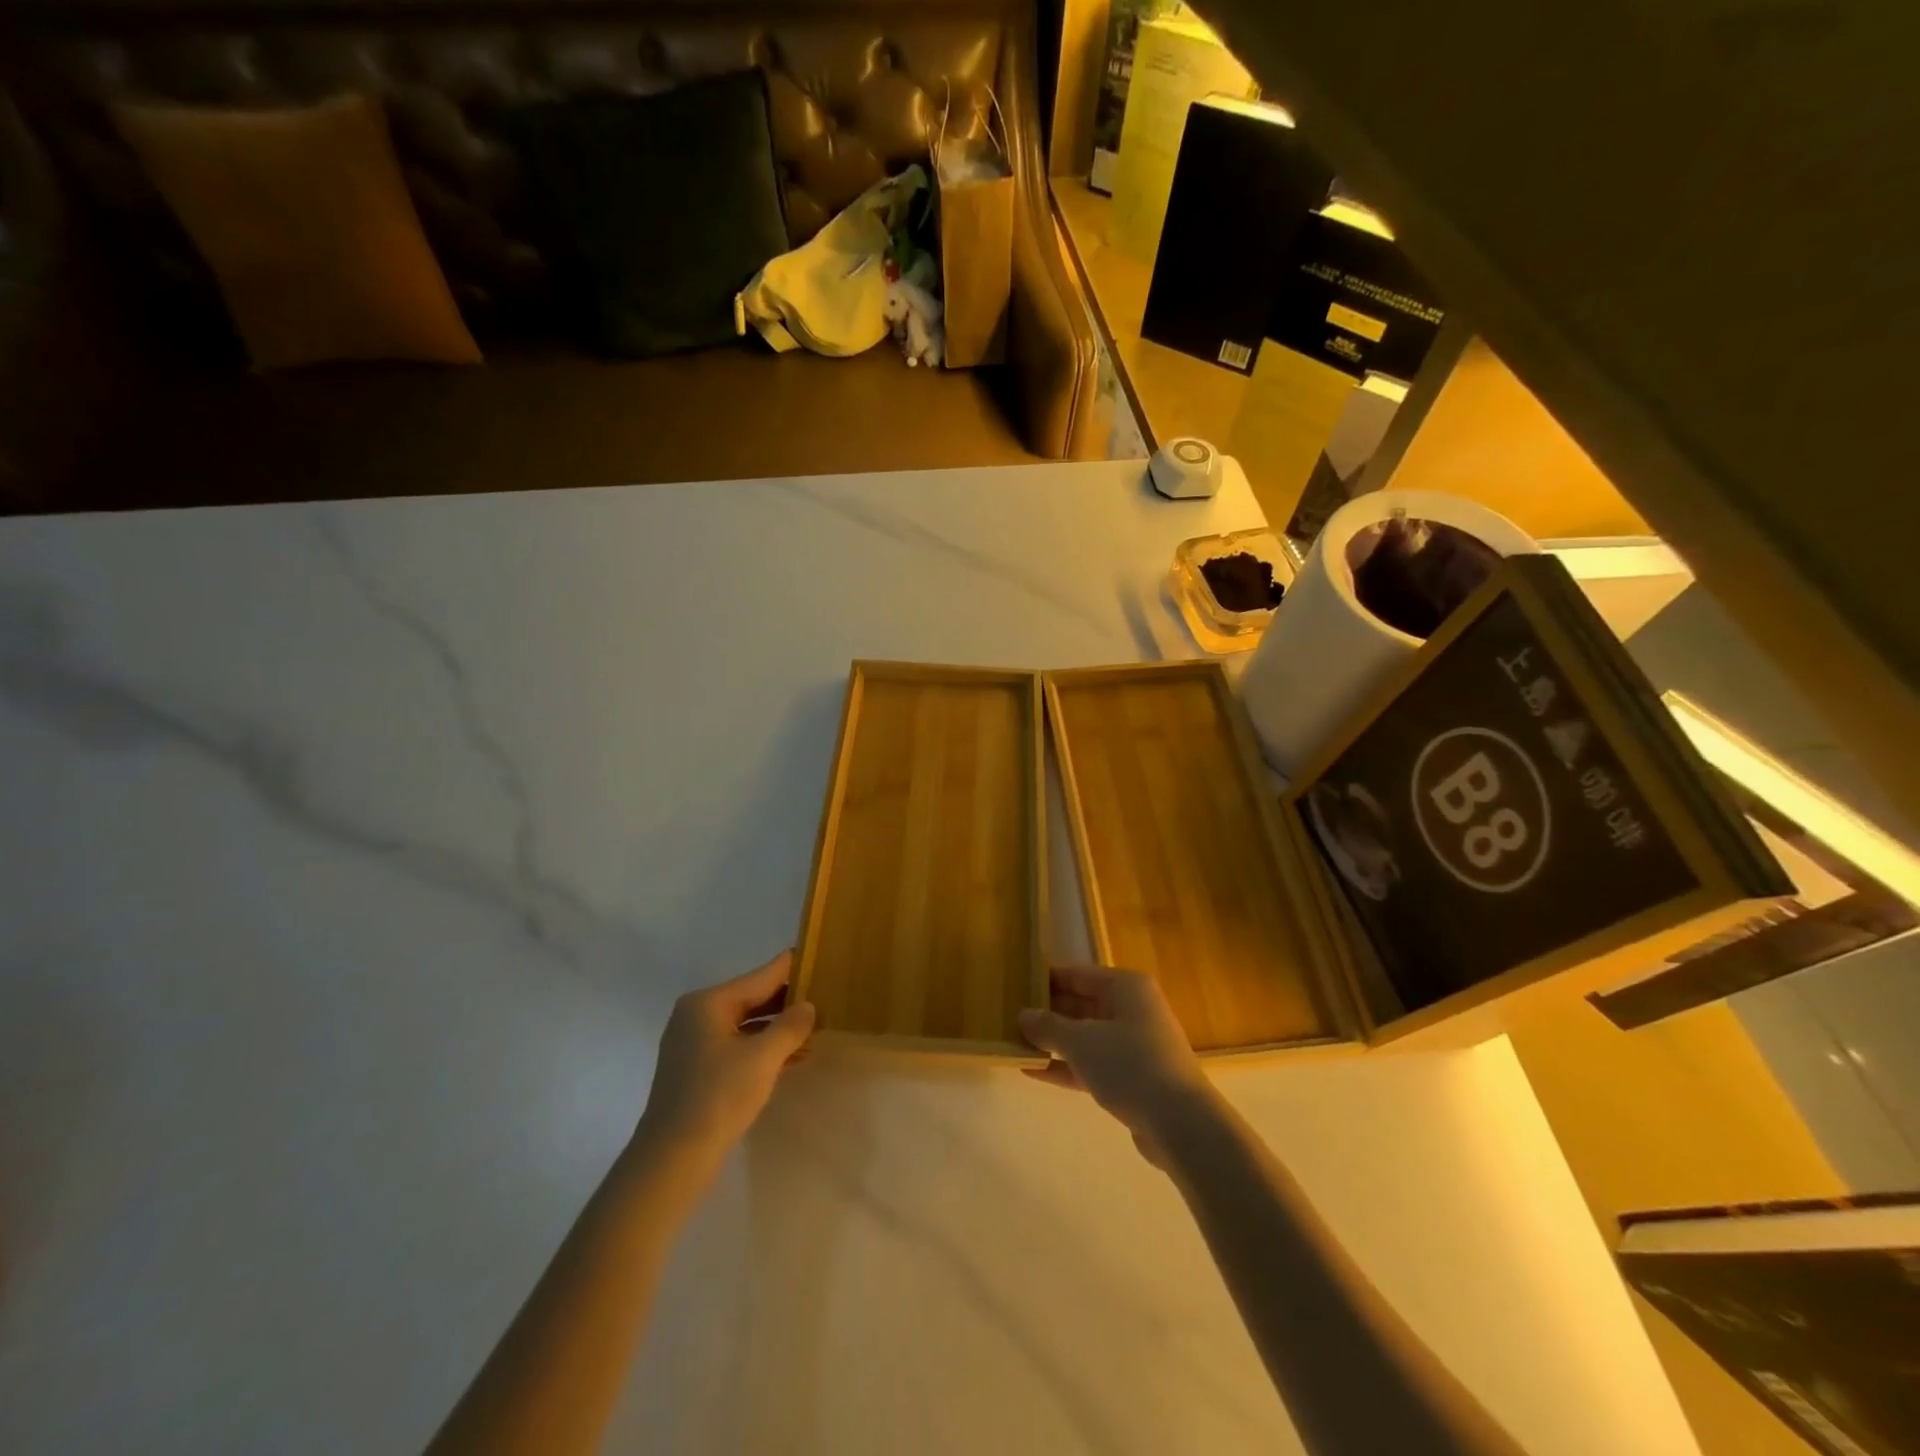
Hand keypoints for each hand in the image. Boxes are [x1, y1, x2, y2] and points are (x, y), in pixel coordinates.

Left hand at [634, 951, 815, 1169]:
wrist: (671, 1160)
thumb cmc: (717, 1098)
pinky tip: (792, 1056)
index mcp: (708, 1003)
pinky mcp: (697, 1069)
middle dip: (788, 1002)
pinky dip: (763, 1047)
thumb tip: (808, 1006)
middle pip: (752, 998)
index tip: (820, 958)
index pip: (761, 976)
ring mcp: (694, 1043)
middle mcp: (697, 1015)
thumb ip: (790, 1026)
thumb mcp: (762, 1058)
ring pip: (746, 1024)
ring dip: (778, 1028)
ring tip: (816, 1029)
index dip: (792, 968)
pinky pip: (737, 1045)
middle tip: (826, 1000)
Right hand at [1019, 965, 1216, 1166]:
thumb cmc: (1130, 1065)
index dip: (1046, 979)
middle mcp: (1133, 1009)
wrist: (1181, 1124)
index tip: (1016, 985)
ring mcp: (1135, 1045)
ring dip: (1054, 1042)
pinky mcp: (1134, 1078)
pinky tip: (1033, 1072)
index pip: (1078, 974)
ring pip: (1086, 1036)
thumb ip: (1049, 1026)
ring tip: (1015, 1044)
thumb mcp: (1081, 1041)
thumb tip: (1023, 1015)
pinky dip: (1067, 1066)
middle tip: (1009, 1017)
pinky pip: (1093, 1064)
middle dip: (1048, 1012)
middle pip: (1082, 1004)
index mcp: (1126, 987)